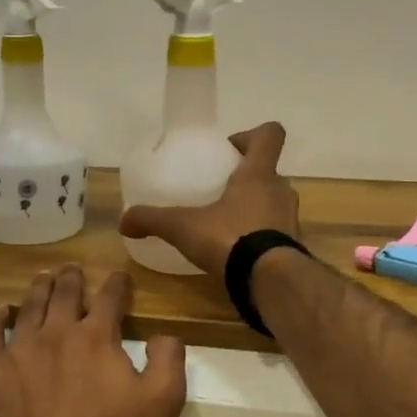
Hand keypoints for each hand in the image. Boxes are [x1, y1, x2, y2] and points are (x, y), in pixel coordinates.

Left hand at [0, 266, 187, 416]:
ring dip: (38, 289)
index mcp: (97, 336)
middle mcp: (57, 333)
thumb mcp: (163, 402)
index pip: (109, 297)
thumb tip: (163, 334)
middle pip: (64, 294)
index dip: (117, 284)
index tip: (119, 276)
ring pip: (28, 308)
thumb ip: (168, 359)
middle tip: (72, 268)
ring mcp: (20, 351)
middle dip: (72, 278)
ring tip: (42, 278)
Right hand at [119, 122, 300, 274]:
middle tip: (221, 191)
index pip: (270, 135)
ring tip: (228, 224)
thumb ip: (153, 219)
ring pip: (275, 203)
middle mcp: (281, 191)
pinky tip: (239, 253)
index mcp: (258, 174)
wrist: (270, 281)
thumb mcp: (183, 227)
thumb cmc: (230, 238)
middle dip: (248, 178)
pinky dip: (261, 238)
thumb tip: (124, 221)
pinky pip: (277, 234)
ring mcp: (291, 221)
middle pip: (269, 172)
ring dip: (257, 208)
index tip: (230, 149)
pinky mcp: (292, 249)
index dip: (252, 135)